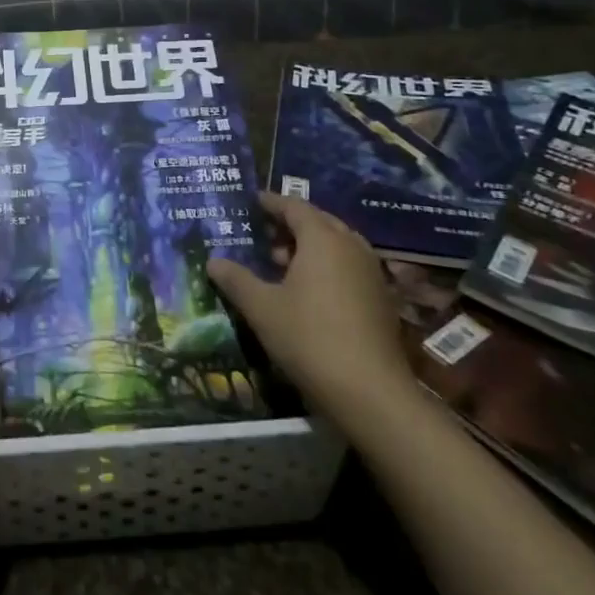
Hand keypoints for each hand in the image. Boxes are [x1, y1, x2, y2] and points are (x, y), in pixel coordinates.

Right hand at [207, 191, 417, 428]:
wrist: (370, 392)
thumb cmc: (309, 337)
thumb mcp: (261, 307)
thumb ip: (235, 279)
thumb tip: (213, 261)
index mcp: (323, 239)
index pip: (294, 206)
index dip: (270, 203)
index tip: (250, 203)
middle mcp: (351, 246)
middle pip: (318, 222)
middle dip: (289, 225)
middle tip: (261, 235)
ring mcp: (371, 273)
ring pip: (336, 246)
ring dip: (308, 247)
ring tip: (279, 263)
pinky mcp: (380, 299)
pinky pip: (348, 267)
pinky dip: (325, 267)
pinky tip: (305, 291)